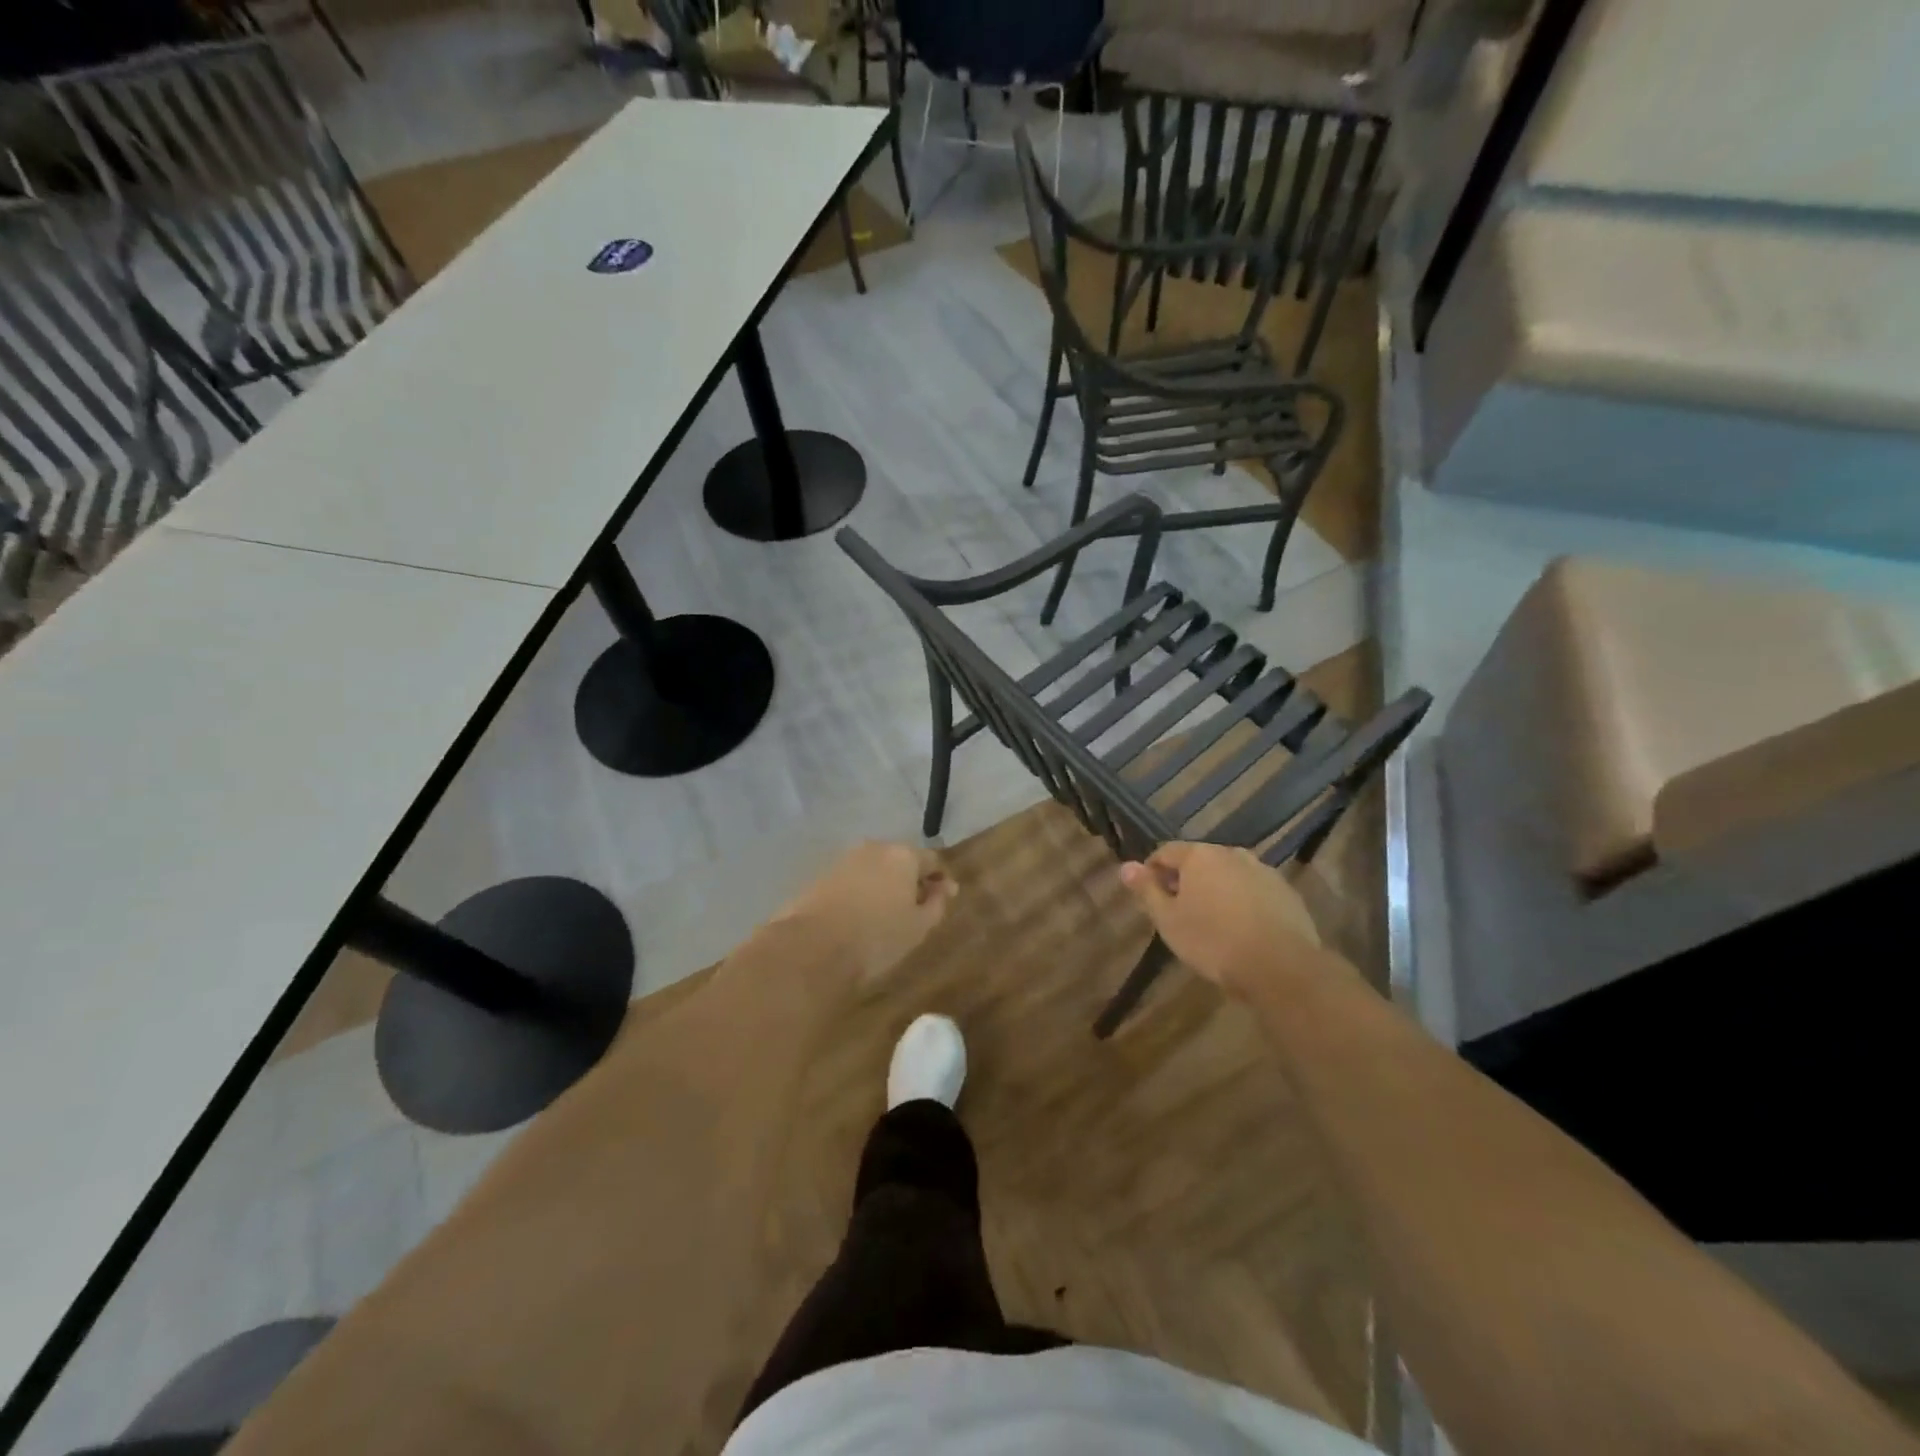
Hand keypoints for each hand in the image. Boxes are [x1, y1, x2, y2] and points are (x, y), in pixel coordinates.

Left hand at [770, 841, 958, 984]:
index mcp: (902, 855)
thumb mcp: (919, 926)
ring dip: (884, 886)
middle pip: (900, 860)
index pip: (932, 860)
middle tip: (916, 909)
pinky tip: (860, 917)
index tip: (945, 899)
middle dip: (910, 880)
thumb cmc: (877, 937)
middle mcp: (873, 848)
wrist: (812, 948)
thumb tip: (946, 887)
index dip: (941, 879)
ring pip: (874, 869)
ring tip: (886, 915)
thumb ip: (937, 903)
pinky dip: (861, 893)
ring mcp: (844, 860)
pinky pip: (852, 881)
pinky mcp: (821, 876)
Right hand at [1119, 842, 1322, 995]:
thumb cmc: (1213, 941)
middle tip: (1179, 912)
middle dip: (1185, 881)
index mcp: (1199, 855)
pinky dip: (1243, 902)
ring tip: (1212, 922)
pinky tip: (1242, 929)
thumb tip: (1125, 866)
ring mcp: (1263, 871)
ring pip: (1228, 875)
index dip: (1152, 871)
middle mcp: (1232, 853)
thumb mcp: (1168, 920)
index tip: (1150, 897)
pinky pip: (1254, 890)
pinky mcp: (1286, 892)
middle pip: (1199, 861)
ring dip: (1216, 890)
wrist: (1280, 966)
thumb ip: (1146, 890)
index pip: (1165, 852)